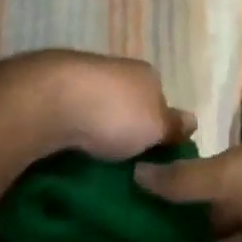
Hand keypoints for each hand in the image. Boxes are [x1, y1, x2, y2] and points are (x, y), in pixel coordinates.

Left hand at [0, 49, 194, 162]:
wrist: (47, 100)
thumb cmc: (113, 112)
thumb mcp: (156, 126)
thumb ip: (173, 126)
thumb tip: (193, 120)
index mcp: (144, 74)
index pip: (159, 100)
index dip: (158, 127)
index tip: (154, 158)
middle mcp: (113, 70)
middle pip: (126, 105)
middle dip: (125, 131)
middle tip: (125, 170)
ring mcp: (78, 78)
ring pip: (94, 111)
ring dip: (94, 135)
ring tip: (94, 171)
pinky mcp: (47, 92)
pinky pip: (66, 118)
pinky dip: (68, 136)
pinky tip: (65, 158)